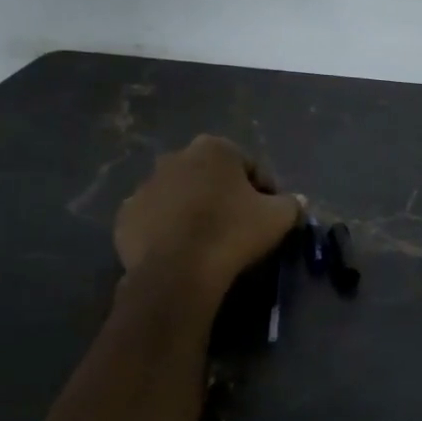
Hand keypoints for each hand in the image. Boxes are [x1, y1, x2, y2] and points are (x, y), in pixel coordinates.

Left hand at [115, 135, 300, 297]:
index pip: (248, 166)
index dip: (263, 191)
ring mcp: (145, 186)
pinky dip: (166, 230)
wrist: (178, 272)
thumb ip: (291, 203)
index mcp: (213, 148)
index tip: (268, 215)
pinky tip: (180, 251)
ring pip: (179, 197)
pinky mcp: (125, 216)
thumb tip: (296, 201)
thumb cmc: (232, 233)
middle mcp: (175, 157)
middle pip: (209, 177)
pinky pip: (154, 220)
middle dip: (223, 196)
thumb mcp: (278, 217)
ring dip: (192, 211)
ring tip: (207, 242)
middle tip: (237, 227)